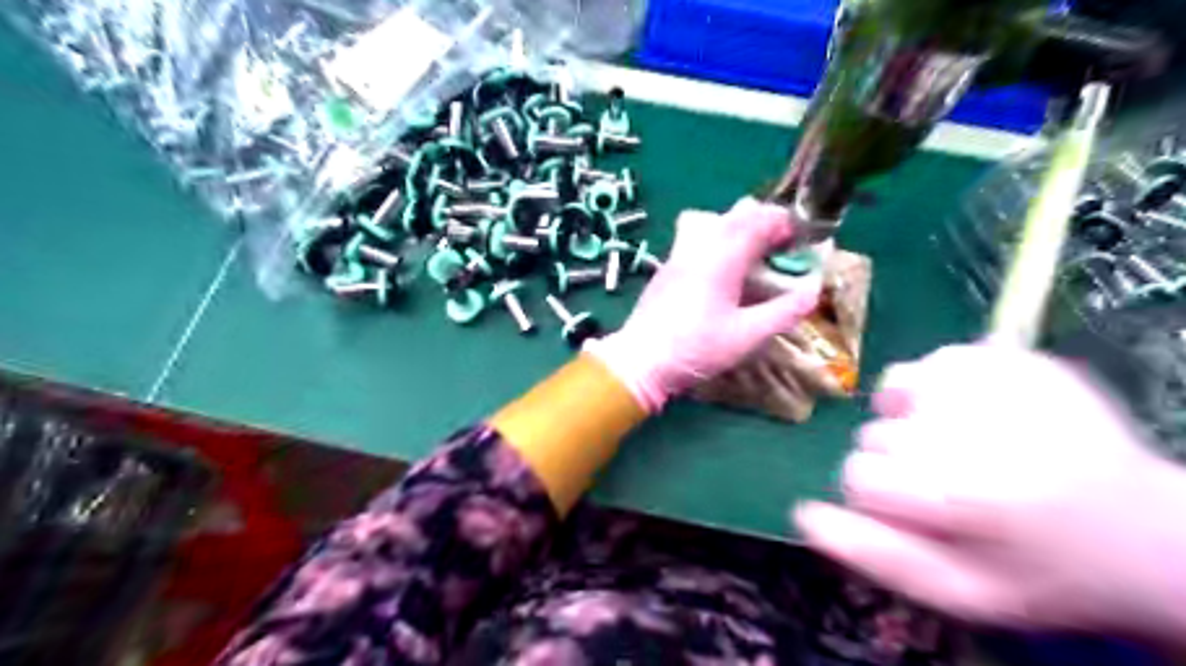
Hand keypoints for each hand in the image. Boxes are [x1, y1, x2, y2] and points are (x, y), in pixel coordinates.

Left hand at [588, 198, 820, 411]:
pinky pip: (694, 237)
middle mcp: (700, 246)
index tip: (800, 242)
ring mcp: (678, 254)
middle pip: (736, 213)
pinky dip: (716, 242)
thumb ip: (784, 312)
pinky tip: (720, 275)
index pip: (759, 218)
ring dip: (737, 228)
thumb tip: (813, 291)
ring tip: (749, 257)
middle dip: (764, 222)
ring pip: (711, 220)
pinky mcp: (666, 268)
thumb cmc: (696, 349)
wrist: (640, 361)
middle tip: (779, 250)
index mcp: (723, 256)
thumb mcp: (747, 336)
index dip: (785, 223)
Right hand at [791, 343, 1184, 639]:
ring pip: (893, 392)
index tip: (925, 516)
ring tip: (961, 447)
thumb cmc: (1043, 573)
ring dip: (910, 420)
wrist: (1147, 534)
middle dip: (898, 463)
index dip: (883, 501)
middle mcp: (970, 428)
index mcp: (958, 494)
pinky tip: (971, 415)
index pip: (858, 477)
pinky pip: (930, 364)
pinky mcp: (1009, 356)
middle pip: (875, 435)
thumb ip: (873, 555)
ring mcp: (991, 382)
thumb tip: (802, 514)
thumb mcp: (957, 591)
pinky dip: (934, 388)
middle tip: (955, 487)